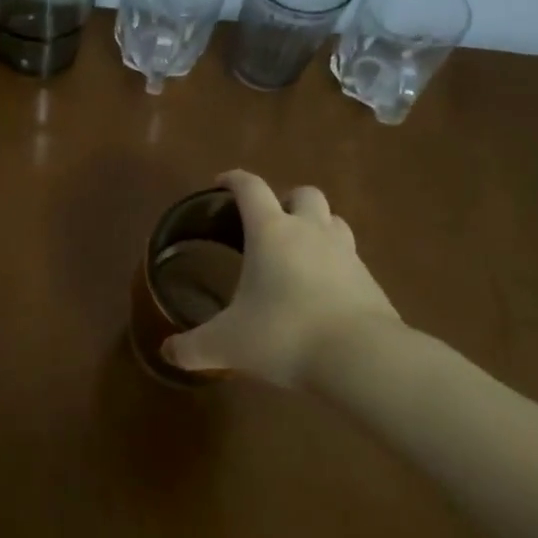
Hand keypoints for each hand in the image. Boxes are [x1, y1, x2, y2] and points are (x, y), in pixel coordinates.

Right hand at [161, 169, 403, 388]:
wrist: (362, 358)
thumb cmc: (284, 335)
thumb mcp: (227, 345)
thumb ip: (192, 347)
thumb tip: (167, 352)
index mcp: (271, 232)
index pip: (250, 188)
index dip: (234, 180)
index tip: (221, 183)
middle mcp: (310, 231)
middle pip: (303, 193)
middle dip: (285, 200)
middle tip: (269, 224)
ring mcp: (346, 253)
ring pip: (333, 220)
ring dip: (316, 226)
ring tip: (300, 251)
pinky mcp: (371, 280)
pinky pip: (351, 258)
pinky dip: (336, 263)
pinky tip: (324, 290)